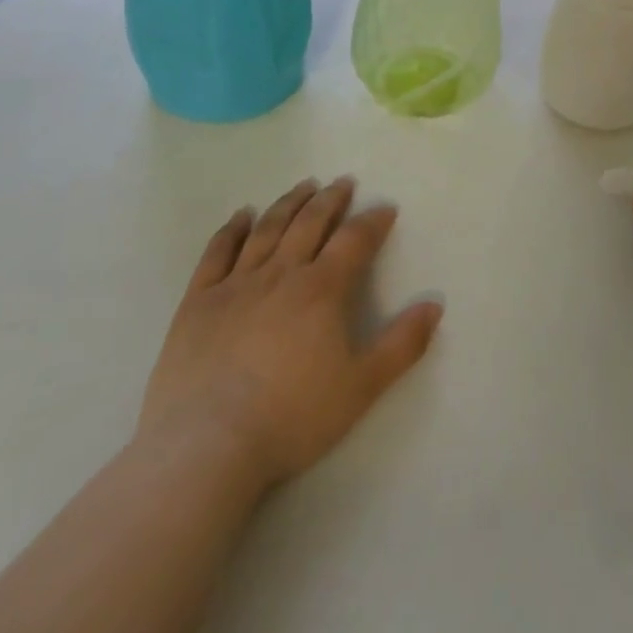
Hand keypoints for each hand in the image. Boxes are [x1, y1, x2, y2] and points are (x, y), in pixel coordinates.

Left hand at [136, 177, 441, 491]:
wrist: (206, 449)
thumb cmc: (292, 418)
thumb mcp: (362, 387)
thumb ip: (402, 344)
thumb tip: (434, 305)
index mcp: (322, 290)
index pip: (354, 241)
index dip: (373, 221)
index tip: (385, 208)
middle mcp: (280, 274)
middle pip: (309, 224)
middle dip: (330, 200)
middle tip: (343, 183)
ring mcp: (235, 285)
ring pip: (266, 230)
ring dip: (288, 204)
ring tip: (304, 187)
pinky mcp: (198, 303)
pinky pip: (217, 253)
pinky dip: (231, 229)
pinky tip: (241, 215)